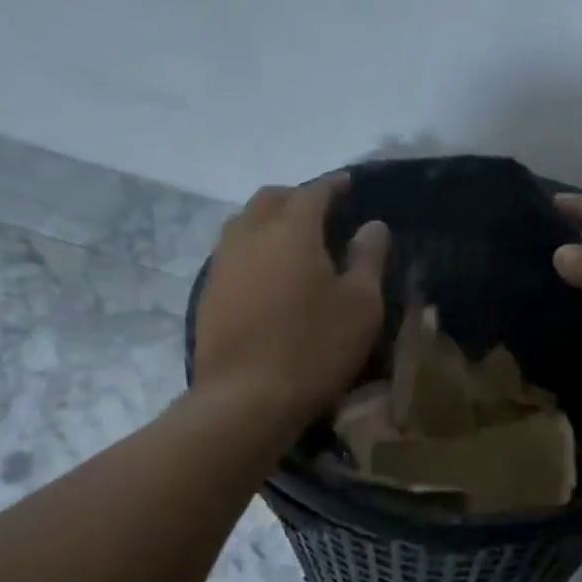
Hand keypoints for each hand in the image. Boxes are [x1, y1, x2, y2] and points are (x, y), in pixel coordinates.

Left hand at [194, 176, 388, 426]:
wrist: (245, 399)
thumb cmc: (314, 348)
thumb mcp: (361, 304)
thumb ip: (368, 258)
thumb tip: (373, 225)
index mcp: (291, 230)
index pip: (313, 192)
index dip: (333, 185)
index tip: (348, 183)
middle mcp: (250, 235)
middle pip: (271, 199)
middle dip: (297, 197)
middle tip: (321, 210)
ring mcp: (223, 264)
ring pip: (244, 223)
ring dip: (270, 220)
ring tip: (294, 239)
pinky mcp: (208, 293)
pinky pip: (233, 253)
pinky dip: (254, 248)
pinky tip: (268, 273)